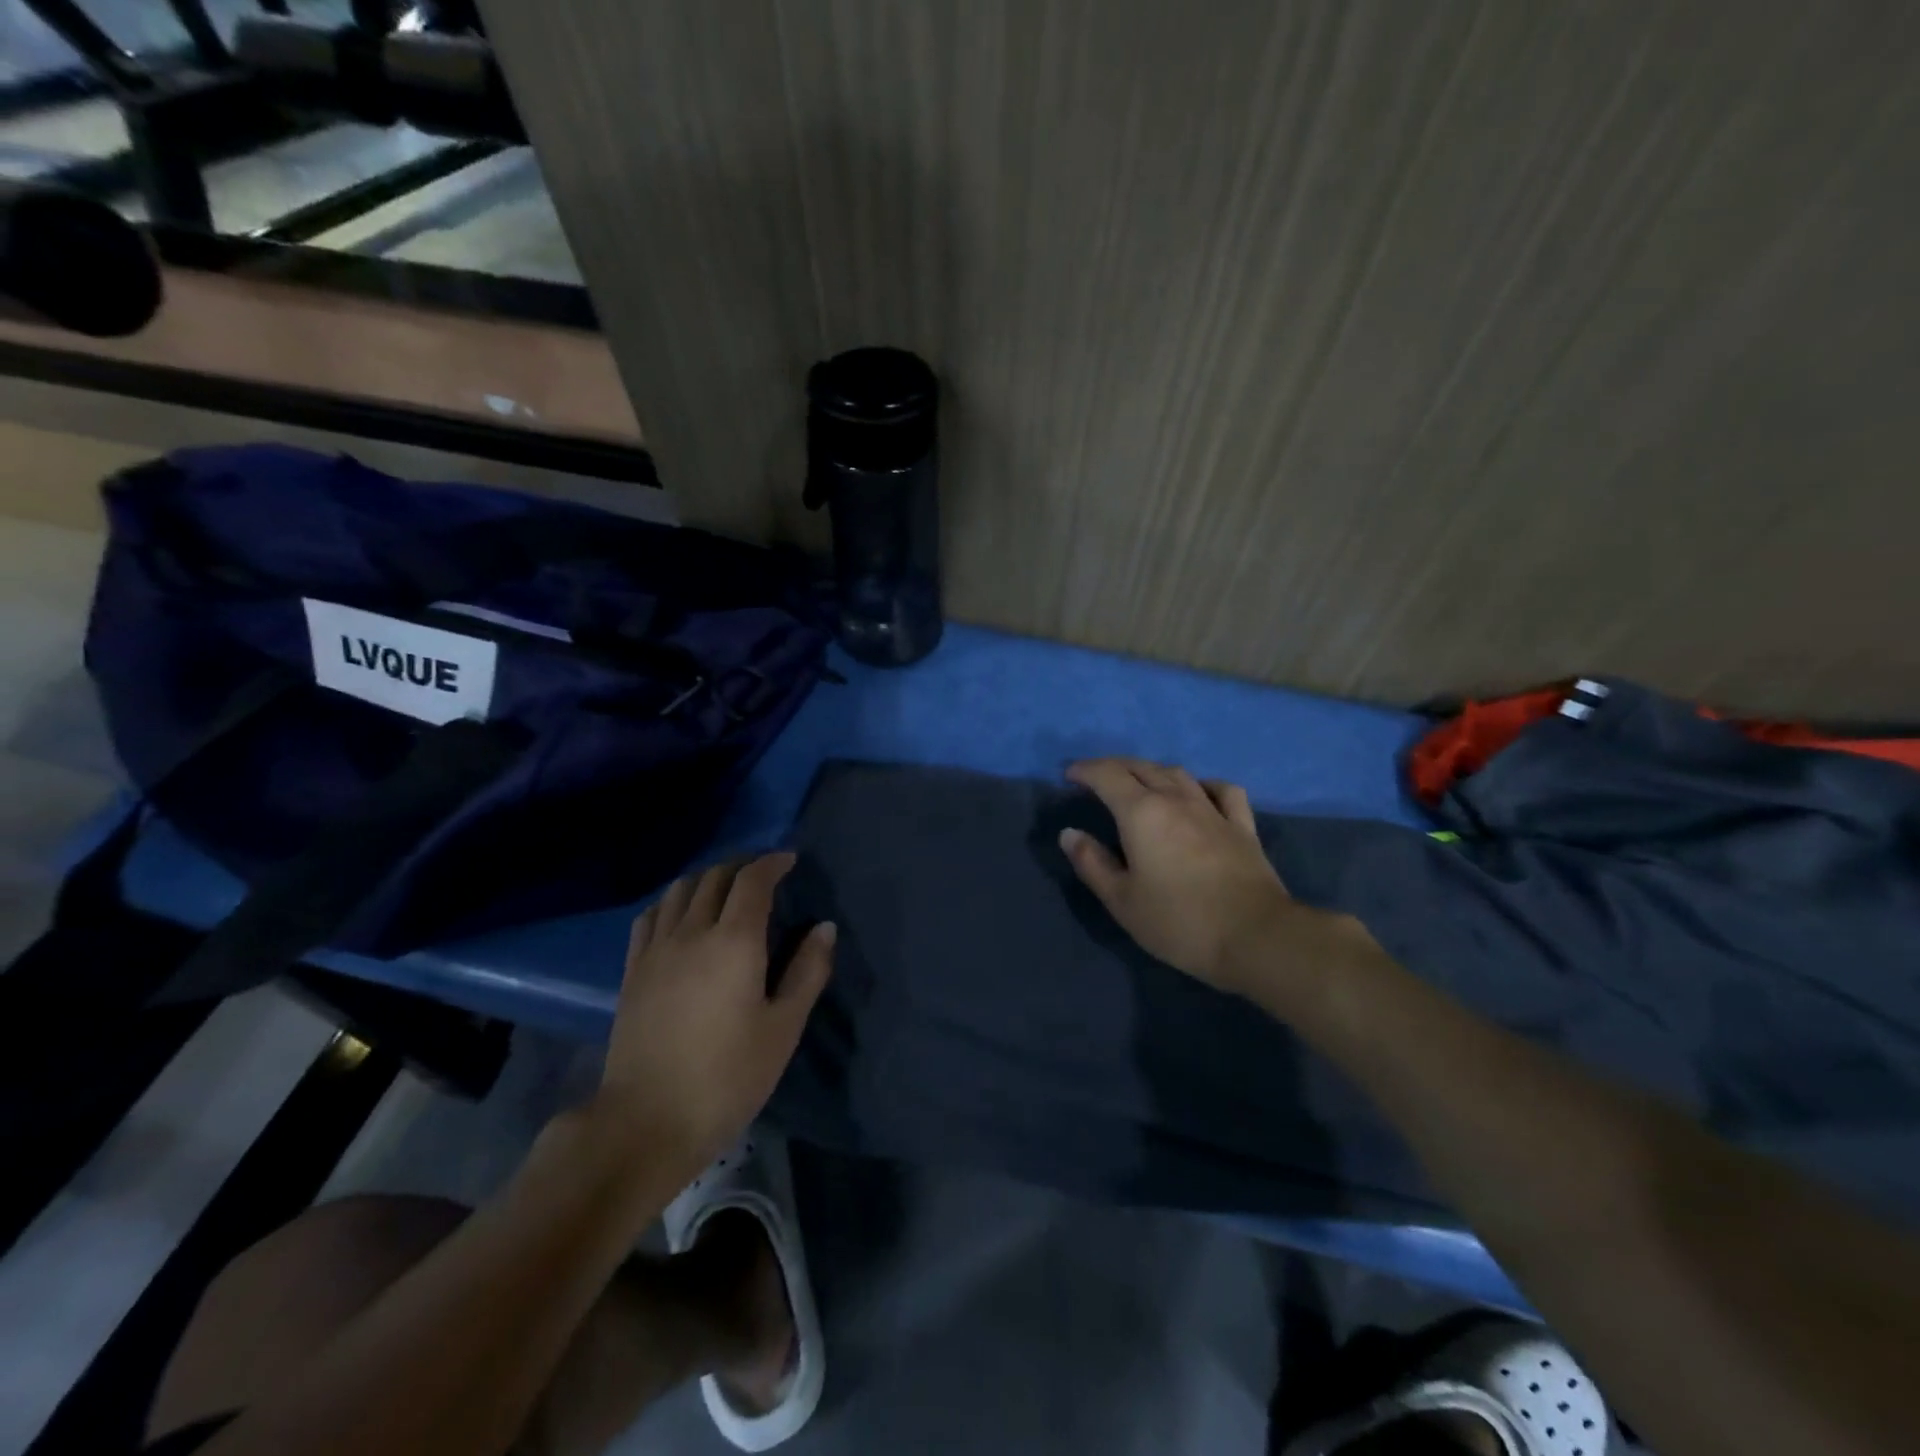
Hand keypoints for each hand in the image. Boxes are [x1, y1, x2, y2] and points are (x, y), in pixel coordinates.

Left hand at [593, 854, 833, 1180]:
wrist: (647, 1121)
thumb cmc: (728, 1076)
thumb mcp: (783, 1027)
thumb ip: (807, 971)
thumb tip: (824, 927)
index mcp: (735, 941)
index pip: (752, 880)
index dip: (772, 863)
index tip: (789, 860)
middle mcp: (692, 932)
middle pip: (715, 877)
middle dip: (742, 866)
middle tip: (763, 875)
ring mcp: (656, 950)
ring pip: (680, 890)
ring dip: (707, 878)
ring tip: (725, 890)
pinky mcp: (632, 971)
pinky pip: (651, 916)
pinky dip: (672, 901)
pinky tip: (681, 916)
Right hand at [1060, 758, 1291, 994]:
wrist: (1255, 937)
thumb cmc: (1179, 921)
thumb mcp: (1122, 900)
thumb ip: (1092, 863)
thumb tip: (1070, 833)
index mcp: (1141, 813)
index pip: (1108, 776)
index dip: (1086, 770)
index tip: (1070, 774)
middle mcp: (1176, 800)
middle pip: (1141, 767)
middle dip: (1114, 766)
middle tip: (1096, 776)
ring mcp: (1213, 810)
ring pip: (1178, 774)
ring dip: (1152, 770)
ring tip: (1139, 780)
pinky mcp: (1242, 827)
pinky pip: (1222, 790)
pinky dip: (1203, 784)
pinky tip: (1199, 792)